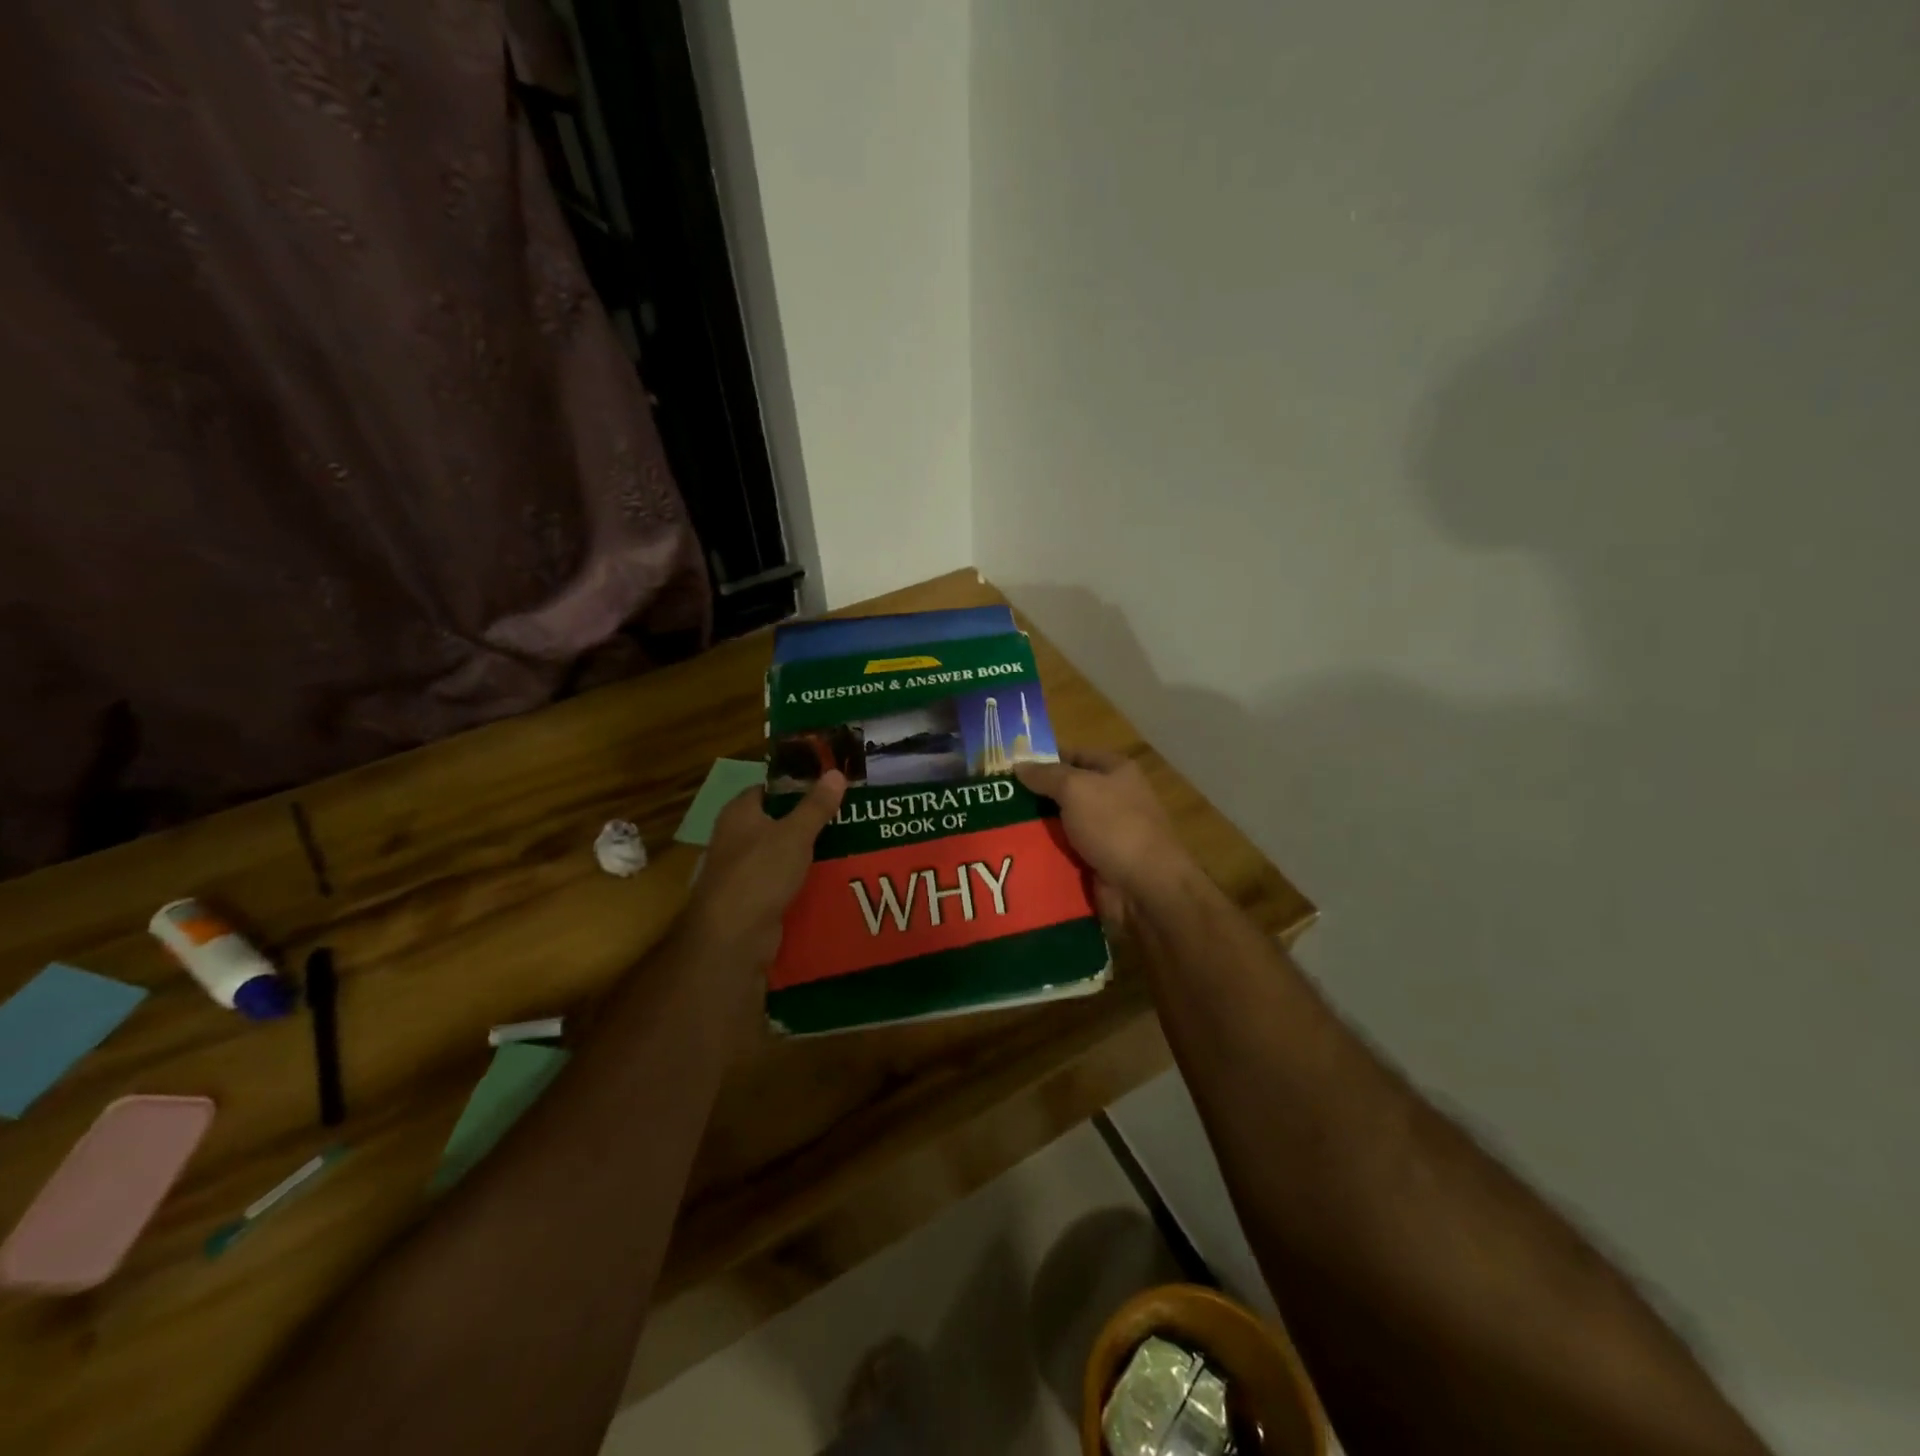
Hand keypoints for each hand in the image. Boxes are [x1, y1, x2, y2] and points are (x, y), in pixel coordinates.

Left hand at [681, 771, 845, 972]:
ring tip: (850, 844)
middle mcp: (737, 837)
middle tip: (849, 815)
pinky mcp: (755, 898)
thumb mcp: (795, 834)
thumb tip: (836, 772)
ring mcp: (744, 870)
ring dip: (811, 851)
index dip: (798, 784)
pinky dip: (805, 879)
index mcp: (739, 813)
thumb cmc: (759, 873)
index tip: (831, 786)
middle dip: (811, 819)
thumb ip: (816, 805)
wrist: (733, 937)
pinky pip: (785, 881)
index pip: (769, 788)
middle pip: (779, 821)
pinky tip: (833, 877)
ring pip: (784, 853)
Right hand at [1013, 750, 1198, 928]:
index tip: (1009, 767)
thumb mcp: (1076, 789)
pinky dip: (1045, 855)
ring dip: (1036, 829)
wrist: (1144, 886)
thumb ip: (1046, 775)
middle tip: (995, 799)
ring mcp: (1106, 834)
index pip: (1075, 756)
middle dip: (1034, 797)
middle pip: (1066, 792)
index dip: (1044, 758)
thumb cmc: (1114, 825)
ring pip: (1062, 825)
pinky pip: (1065, 854)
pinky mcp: (1097, 863)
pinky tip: (1015, 855)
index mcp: (1116, 771)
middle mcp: (1113, 799)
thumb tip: (1019, 765)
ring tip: (998, 828)